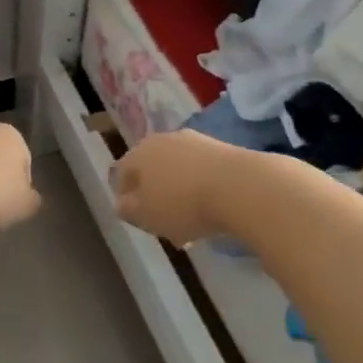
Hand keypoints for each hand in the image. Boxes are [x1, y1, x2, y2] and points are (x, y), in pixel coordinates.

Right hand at [113, 130, 235, 245]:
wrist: (241, 186)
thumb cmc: (183, 204)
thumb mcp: (146, 216)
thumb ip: (128, 210)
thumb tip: (122, 203)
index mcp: (138, 154)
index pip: (121, 173)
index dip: (126, 196)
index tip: (138, 218)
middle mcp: (162, 140)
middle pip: (151, 169)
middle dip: (156, 193)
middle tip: (165, 221)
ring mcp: (193, 141)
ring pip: (178, 169)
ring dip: (180, 190)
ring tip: (193, 220)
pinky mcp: (221, 147)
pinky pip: (202, 170)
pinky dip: (203, 186)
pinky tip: (213, 207)